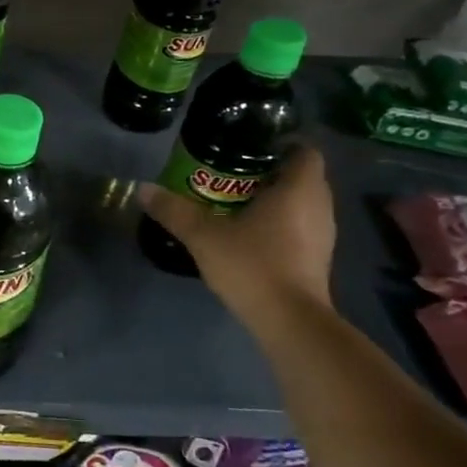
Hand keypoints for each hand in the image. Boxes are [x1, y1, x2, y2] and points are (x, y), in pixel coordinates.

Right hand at [137, 144, 336, 313]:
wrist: (289, 321)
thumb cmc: (253, 265)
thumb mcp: (203, 235)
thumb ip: (174, 210)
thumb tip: (142, 188)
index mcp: (299, 189)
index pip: (304, 150)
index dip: (280, 144)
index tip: (248, 149)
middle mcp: (319, 206)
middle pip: (302, 175)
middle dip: (271, 171)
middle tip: (233, 173)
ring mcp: (323, 234)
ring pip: (302, 203)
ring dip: (277, 199)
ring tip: (237, 201)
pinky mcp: (318, 258)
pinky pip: (302, 226)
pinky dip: (281, 223)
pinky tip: (251, 233)